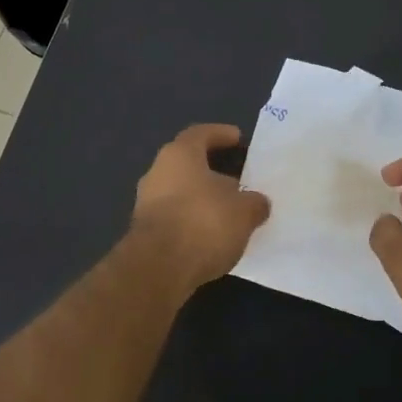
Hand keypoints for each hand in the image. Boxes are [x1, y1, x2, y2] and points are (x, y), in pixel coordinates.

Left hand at [129, 124, 271, 291]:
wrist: (159, 268)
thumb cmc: (203, 223)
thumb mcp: (243, 211)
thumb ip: (254, 203)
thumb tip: (257, 203)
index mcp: (179, 155)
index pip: (200, 134)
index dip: (220, 134)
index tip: (237, 138)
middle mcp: (157, 172)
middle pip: (188, 164)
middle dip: (213, 172)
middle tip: (239, 181)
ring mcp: (146, 203)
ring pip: (180, 193)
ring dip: (203, 200)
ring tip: (230, 213)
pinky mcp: (144, 232)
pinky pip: (175, 218)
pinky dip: (193, 222)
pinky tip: (213, 236)